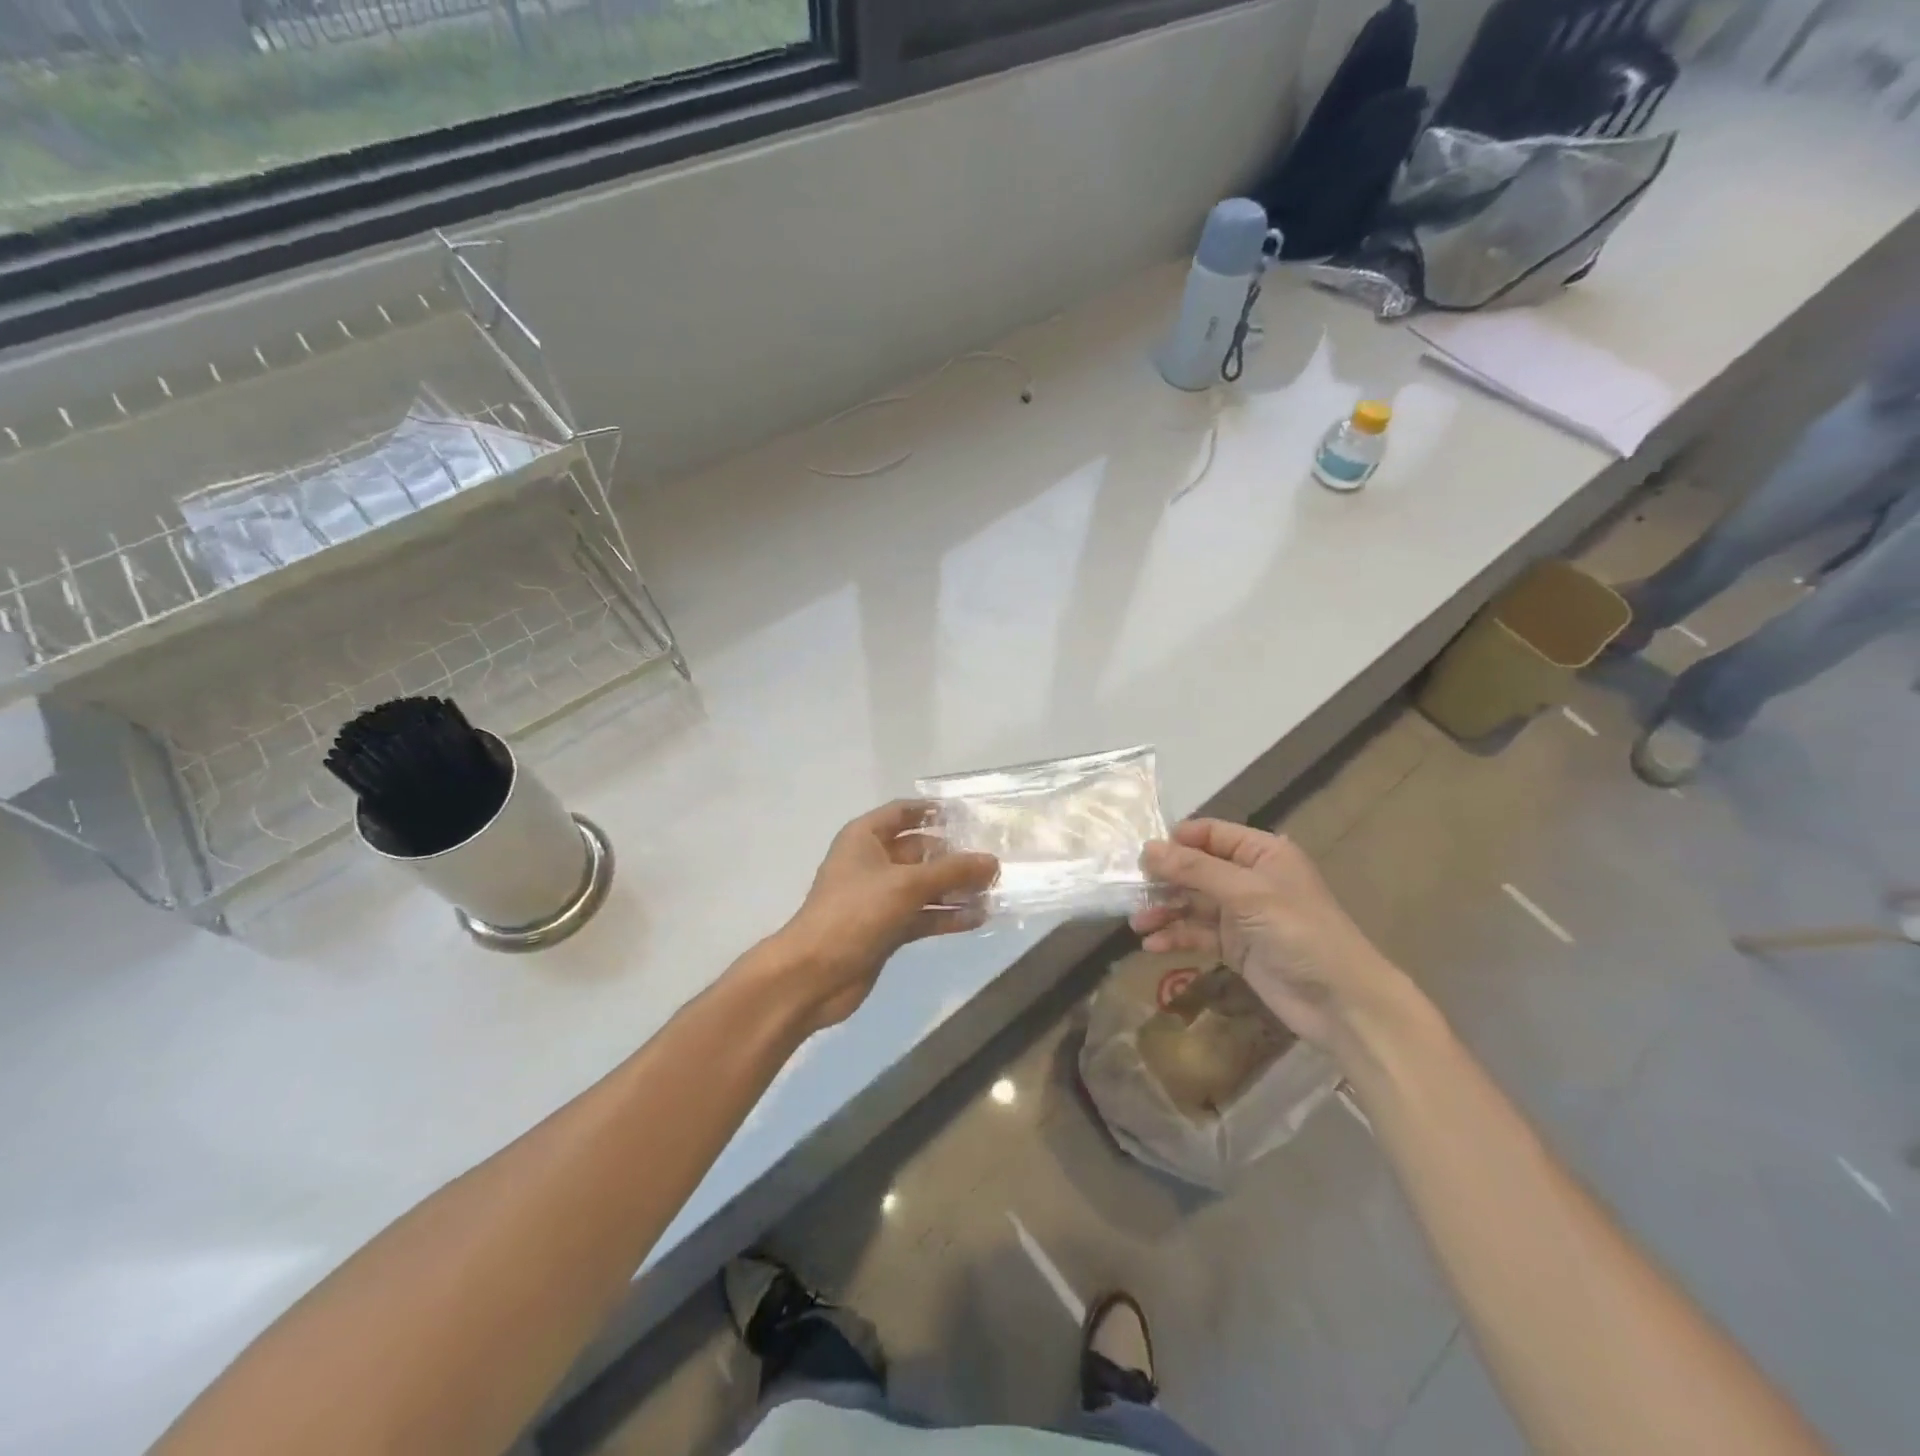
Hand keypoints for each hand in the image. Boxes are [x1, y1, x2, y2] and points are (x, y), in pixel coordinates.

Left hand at [771, 801, 998, 1033]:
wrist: (813, 974)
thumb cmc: (854, 913)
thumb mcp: (906, 885)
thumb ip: (952, 871)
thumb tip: (993, 861)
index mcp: (864, 838)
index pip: (903, 812)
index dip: (933, 811)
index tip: (969, 815)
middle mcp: (872, 862)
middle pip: (919, 850)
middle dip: (954, 855)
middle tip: (994, 860)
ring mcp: (879, 898)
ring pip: (924, 886)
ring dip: (955, 888)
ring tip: (994, 890)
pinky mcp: (887, 928)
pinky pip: (922, 915)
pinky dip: (947, 916)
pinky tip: (978, 918)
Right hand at [1133, 820, 1409, 1054]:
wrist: (1341, 1002)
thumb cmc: (1299, 932)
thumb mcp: (1246, 893)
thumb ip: (1195, 870)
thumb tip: (1147, 848)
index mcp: (1262, 853)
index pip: (1210, 834)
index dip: (1177, 841)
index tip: (1143, 855)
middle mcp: (1249, 878)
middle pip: (1196, 869)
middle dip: (1165, 880)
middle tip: (1131, 891)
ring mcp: (1242, 914)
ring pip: (1193, 903)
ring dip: (1165, 911)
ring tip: (1137, 923)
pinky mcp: (1236, 947)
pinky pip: (1198, 934)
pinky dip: (1176, 937)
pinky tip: (1153, 946)